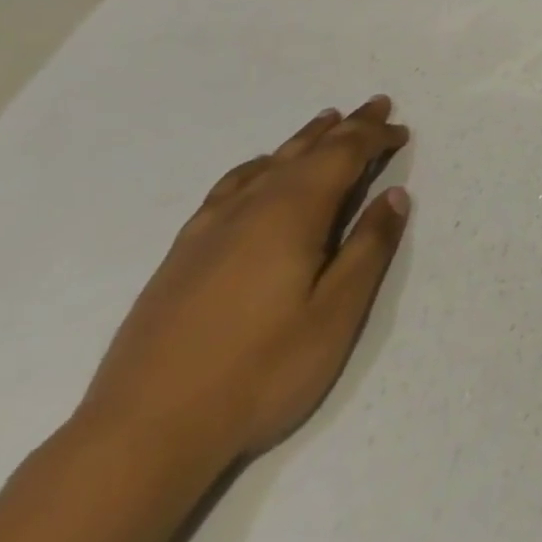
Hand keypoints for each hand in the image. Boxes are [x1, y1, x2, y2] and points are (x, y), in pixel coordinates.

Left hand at [76, 96, 411, 470]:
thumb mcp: (335, 314)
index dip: (375, 137)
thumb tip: (393, 194)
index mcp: (293, 213)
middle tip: (375, 106)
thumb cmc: (258, 373)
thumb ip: (368, 248)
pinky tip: (259, 173)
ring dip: (303, 140)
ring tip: (326, 122)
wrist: (140, 435)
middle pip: (307, 150)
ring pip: (268, 163)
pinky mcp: (182, 254)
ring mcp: (210, 228)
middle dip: (346, 126)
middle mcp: (252, 205)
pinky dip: (258, 166)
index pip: (343, 154)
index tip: (401, 130)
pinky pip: (230, 186)